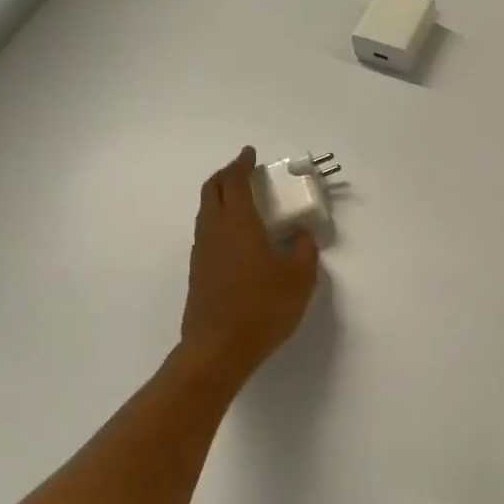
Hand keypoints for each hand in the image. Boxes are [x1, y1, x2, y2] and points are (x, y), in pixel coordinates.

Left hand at [179, 148, 318, 380]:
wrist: (218, 349)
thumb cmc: (263, 308)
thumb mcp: (300, 278)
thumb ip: (304, 250)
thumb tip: (301, 234)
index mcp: (239, 225)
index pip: (236, 182)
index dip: (242, 164)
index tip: (250, 153)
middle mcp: (215, 231)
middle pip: (213, 190)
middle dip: (227, 174)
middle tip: (244, 170)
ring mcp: (202, 252)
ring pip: (206, 210)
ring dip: (221, 196)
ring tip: (242, 199)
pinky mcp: (198, 271)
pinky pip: (207, 230)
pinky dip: (219, 218)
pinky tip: (238, 234)